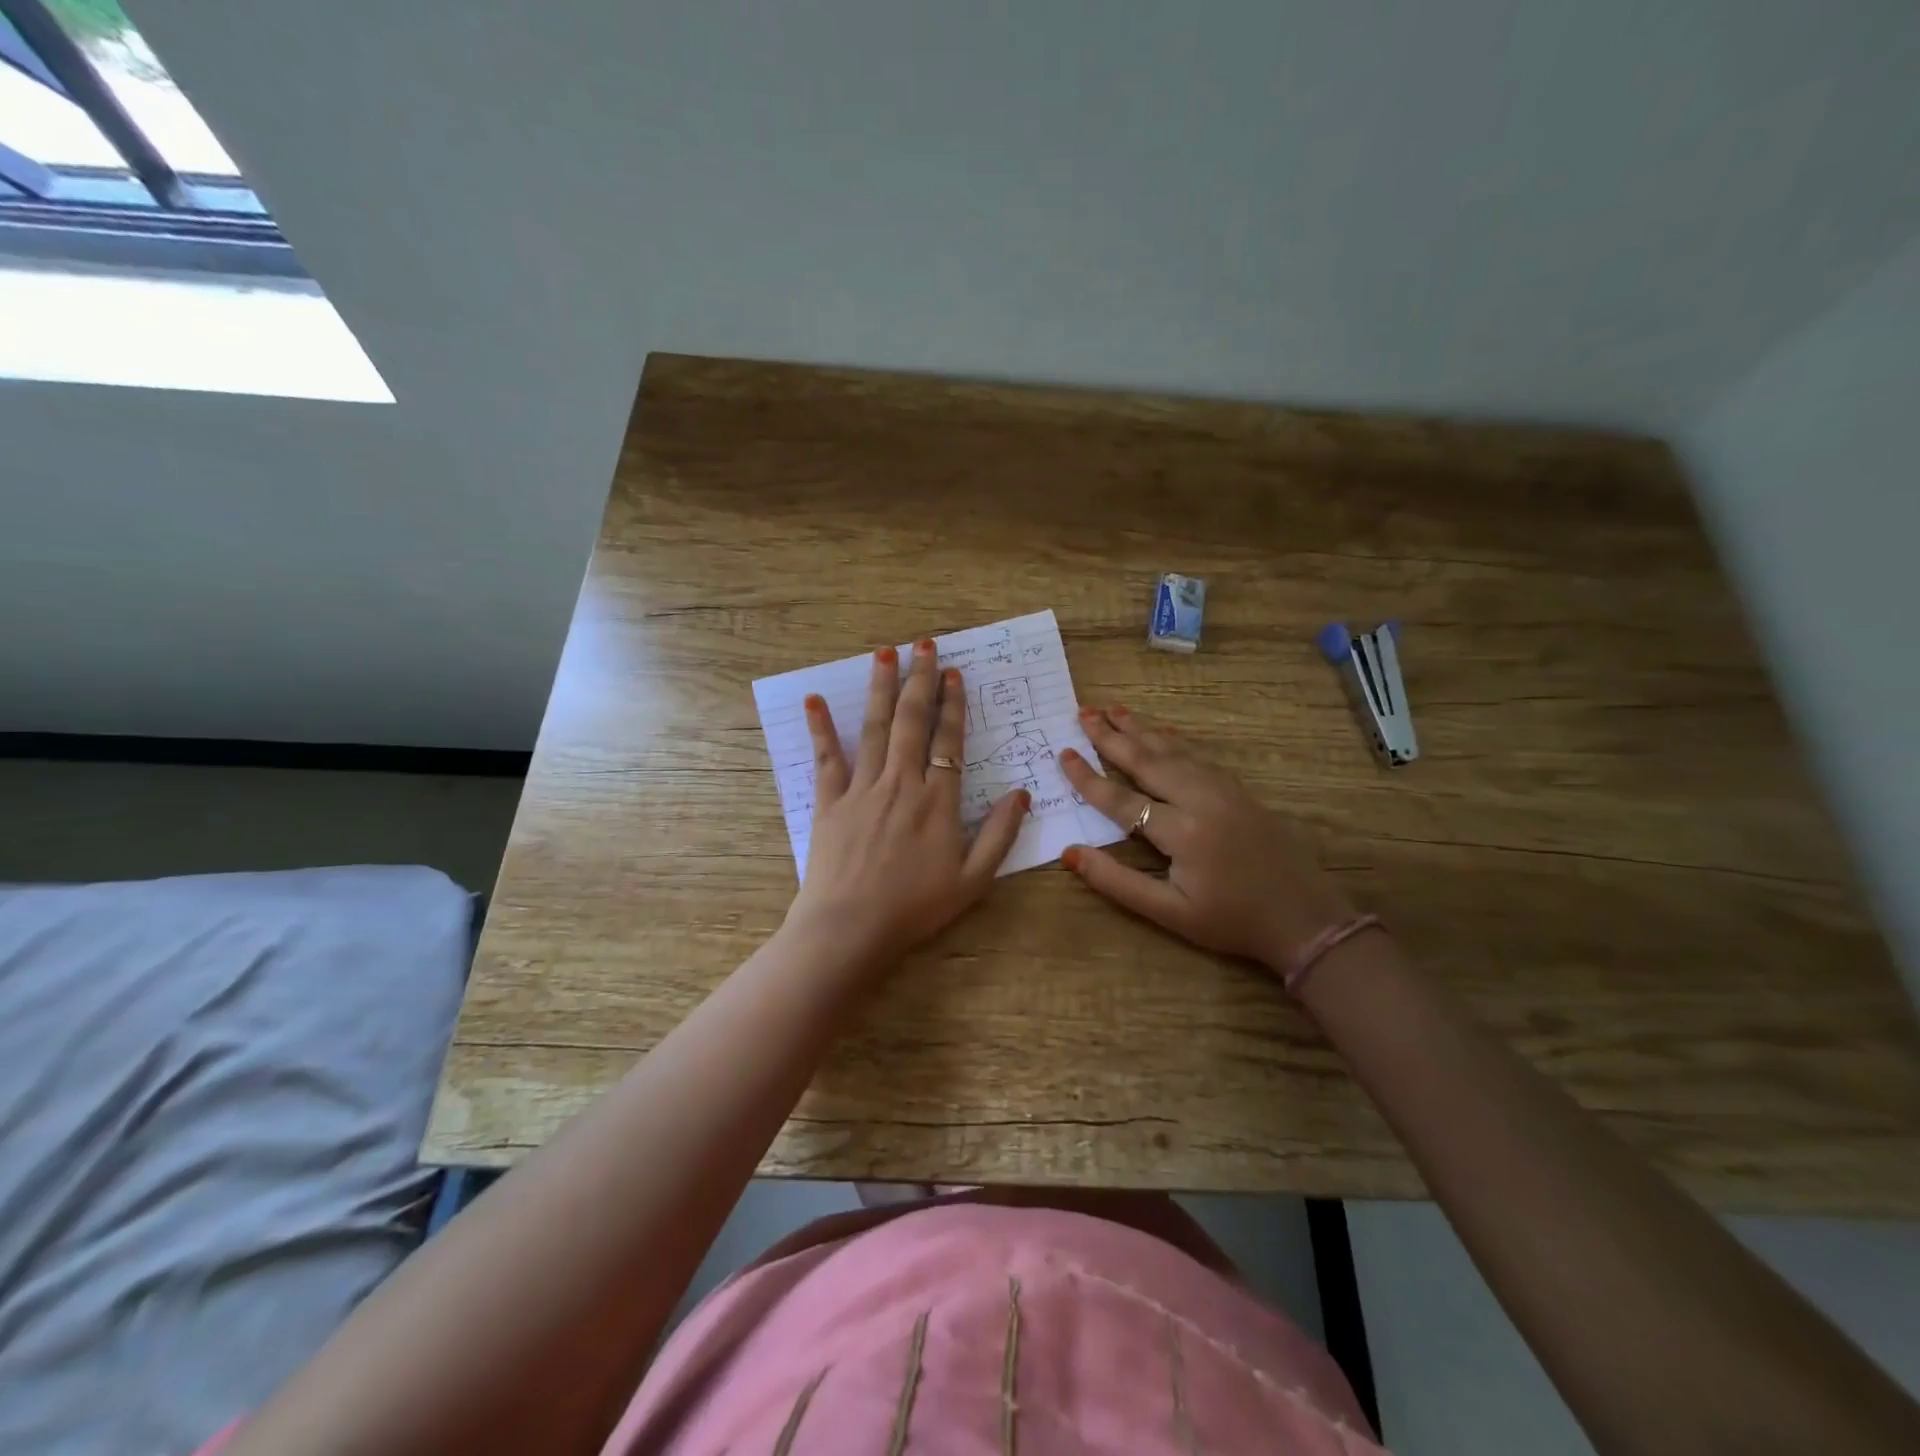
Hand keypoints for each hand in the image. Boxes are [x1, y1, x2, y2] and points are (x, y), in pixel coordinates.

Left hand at [784, 639, 1028, 974]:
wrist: (850, 928)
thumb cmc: (915, 908)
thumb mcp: (973, 880)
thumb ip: (1000, 835)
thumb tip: (1022, 794)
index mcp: (938, 800)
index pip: (948, 741)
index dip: (952, 705)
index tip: (952, 673)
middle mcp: (901, 783)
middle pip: (911, 721)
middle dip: (919, 680)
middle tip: (923, 644)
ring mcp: (862, 789)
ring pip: (874, 728)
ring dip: (881, 688)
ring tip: (884, 653)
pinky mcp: (830, 802)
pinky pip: (826, 758)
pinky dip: (821, 728)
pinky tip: (814, 700)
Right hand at [1058, 706, 1357, 973]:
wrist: (1304, 918)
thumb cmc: (1230, 920)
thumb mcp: (1169, 913)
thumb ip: (1117, 882)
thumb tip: (1069, 853)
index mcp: (1181, 832)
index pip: (1121, 799)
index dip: (1088, 778)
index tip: (1062, 755)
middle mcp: (1200, 800)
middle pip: (1146, 760)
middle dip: (1110, 735)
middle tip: (1082, 712)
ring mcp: (1223, 789)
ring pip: (1173, 750)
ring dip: (1140, 729)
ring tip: (1112, 709)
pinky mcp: (1238, 789)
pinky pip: (1197, 754)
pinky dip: (1171, 739)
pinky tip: (1159, 731)